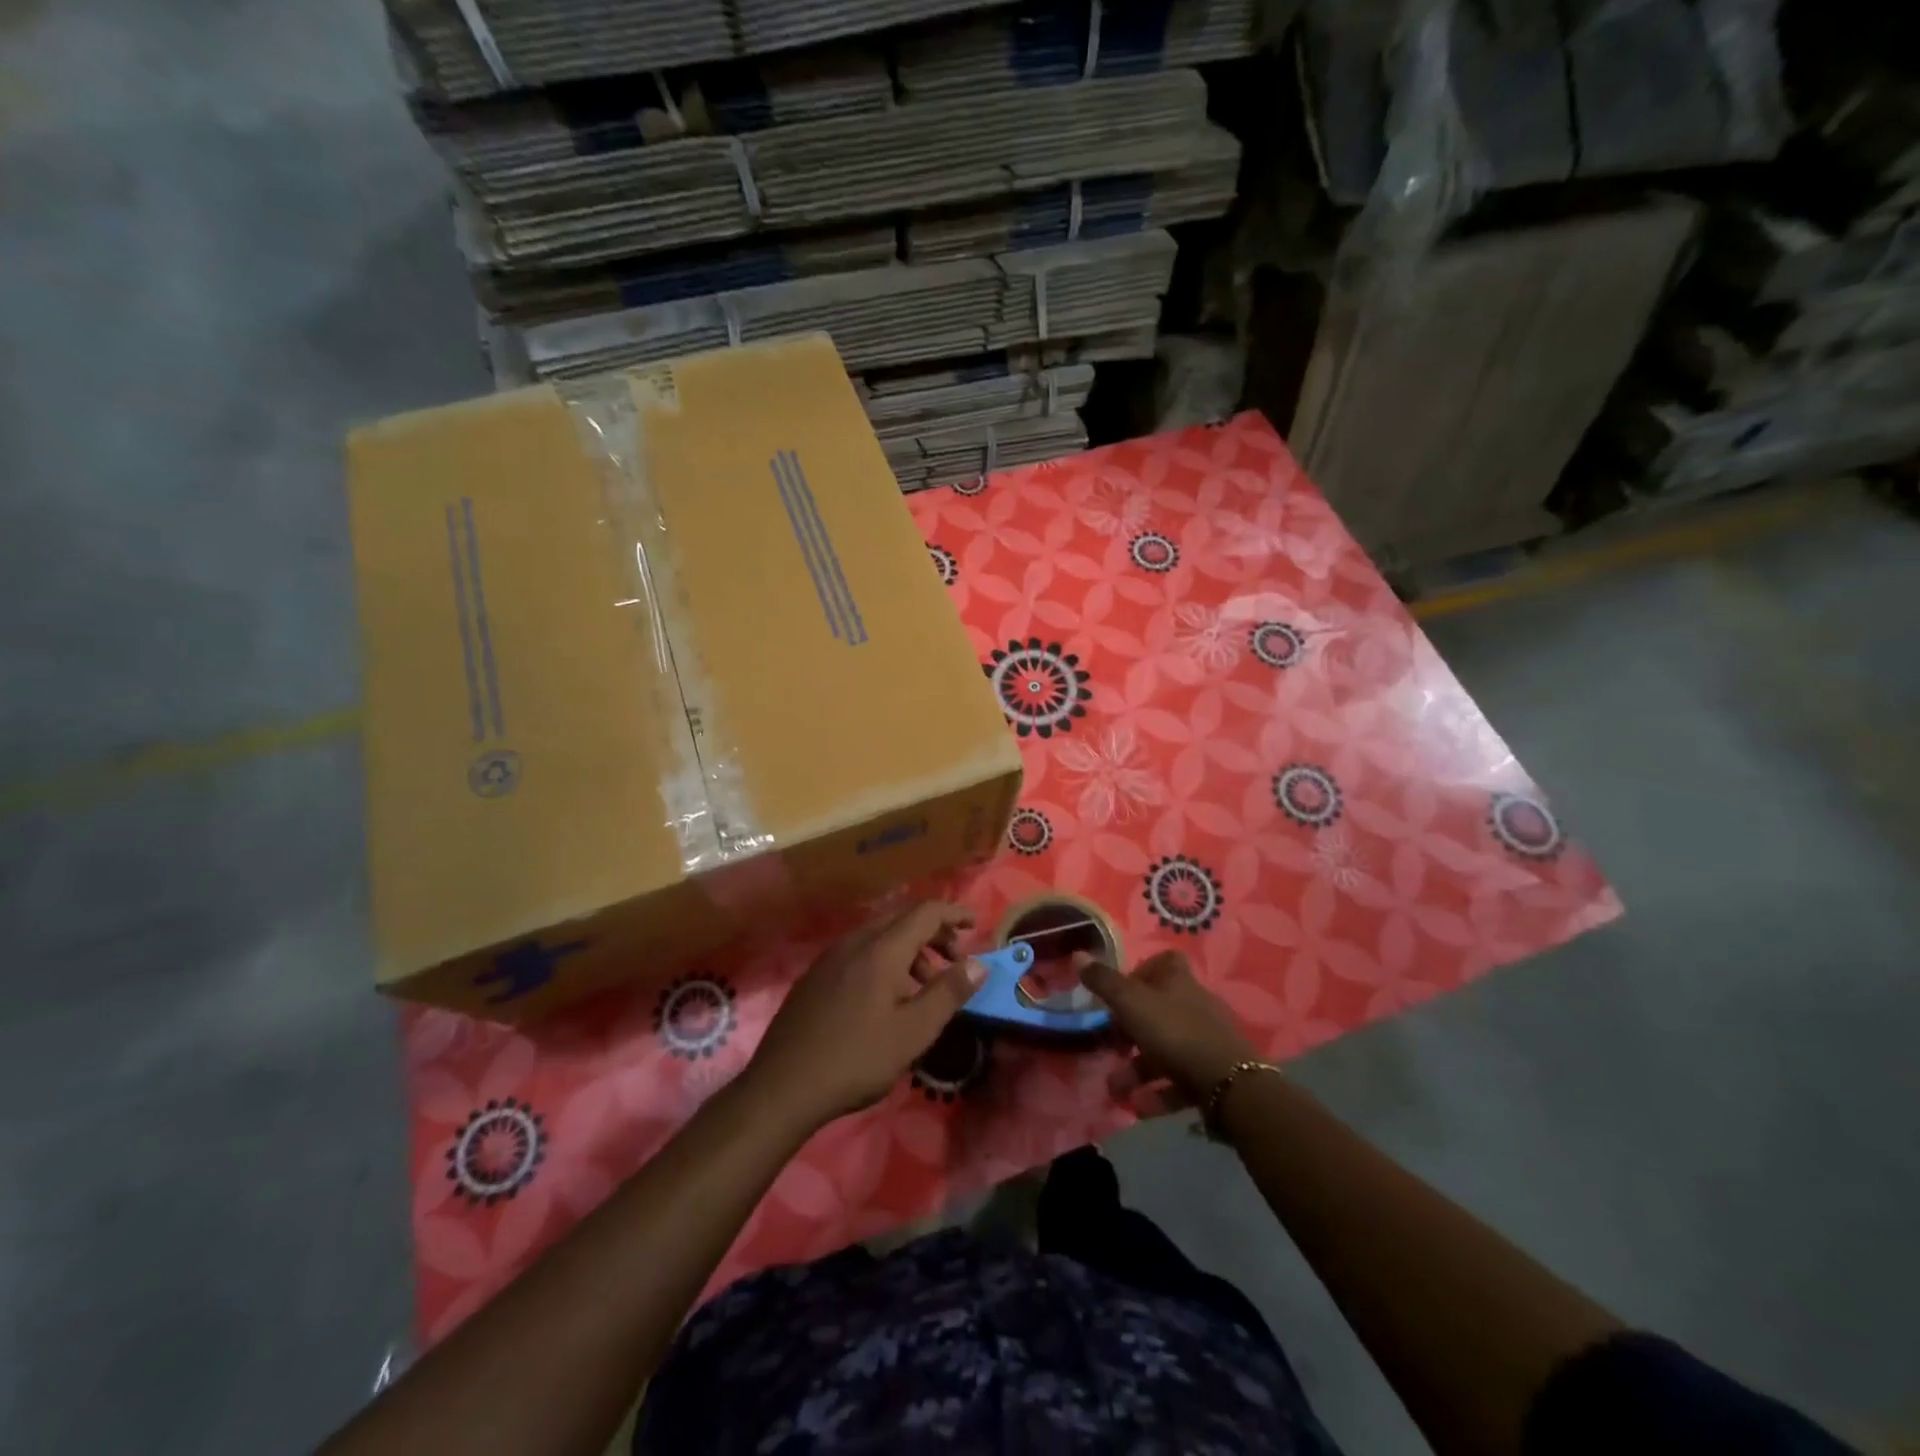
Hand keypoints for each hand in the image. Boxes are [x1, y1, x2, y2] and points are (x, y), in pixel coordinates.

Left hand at [747, 902, 985, 1130]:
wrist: (782, 1086)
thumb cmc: (856, 1058)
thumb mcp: (914, 1031)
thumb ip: (948, 993)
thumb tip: (979, 963)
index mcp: (881, 949)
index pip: (925, 912)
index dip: (953, 913)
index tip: (975, 925)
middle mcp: (854, 942)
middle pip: (901, 919)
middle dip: (933, 932)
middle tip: (953, 961)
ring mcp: (830, 957)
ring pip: (879, 936)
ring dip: (909, 949)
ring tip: (922, 986)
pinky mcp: (815, 976)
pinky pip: (859, 951)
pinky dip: (884, 960)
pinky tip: (884, 998)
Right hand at [1075, 951, 1256, 1115]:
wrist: (1229, 1085)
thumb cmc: (1174, 1032)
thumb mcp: (1130, 1003)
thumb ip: (1103, 982)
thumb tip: (1078, 954)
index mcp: (1178, 981)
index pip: (1163, 963)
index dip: (1140, 973)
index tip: (1119, 994)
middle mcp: (1195, 1004)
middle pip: (1159, 1010)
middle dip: (1130, 1033)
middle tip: (1111, 1048)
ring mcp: (1207, 1040)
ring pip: (1166, 1049)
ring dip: (1138, 1070)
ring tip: (1116, 1090)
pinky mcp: (1214, 1073)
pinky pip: (1180, 1079)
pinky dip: (1159, 1092)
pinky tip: (1141, 1108)